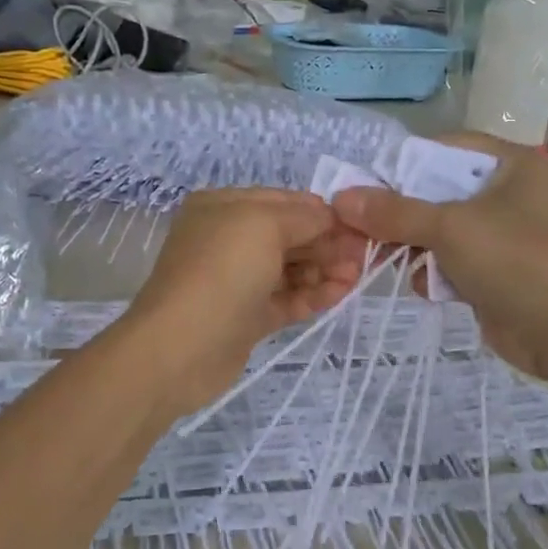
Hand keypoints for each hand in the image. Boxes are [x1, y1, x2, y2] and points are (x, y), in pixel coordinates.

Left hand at [119, 188, 367, 415]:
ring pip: (289, 268)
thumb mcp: (264, 225)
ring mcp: (236, 281)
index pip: (282, 201)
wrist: (181, 347)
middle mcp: (227, 240)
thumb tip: (330, 216)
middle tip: (366, 253)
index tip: (360, 223)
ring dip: (325, 268)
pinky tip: (343, 292)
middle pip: (288, 235)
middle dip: (327, 241)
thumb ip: (304, 217)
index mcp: (222, 207)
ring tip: (359, 275)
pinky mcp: (245, 317)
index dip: (321, 211)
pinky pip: (286, 299)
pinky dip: (313, 295)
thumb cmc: (221, 271)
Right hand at [330, 134, 547, 378]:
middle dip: (403, 214)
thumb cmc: (516, 262)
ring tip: (389, 261)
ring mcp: (507, 235)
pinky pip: (455, 261)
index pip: (446, 149)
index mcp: (513, 165)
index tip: (366, 186)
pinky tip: (427, 288)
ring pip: (443, 230)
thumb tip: (341, 198)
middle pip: (440, 192)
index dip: (404, 165)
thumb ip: (394, 212)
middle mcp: (512, 194)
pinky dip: (437, 272)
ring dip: (415, 247)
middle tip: (364, 228)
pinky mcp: (500, 271)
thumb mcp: (450, 229)